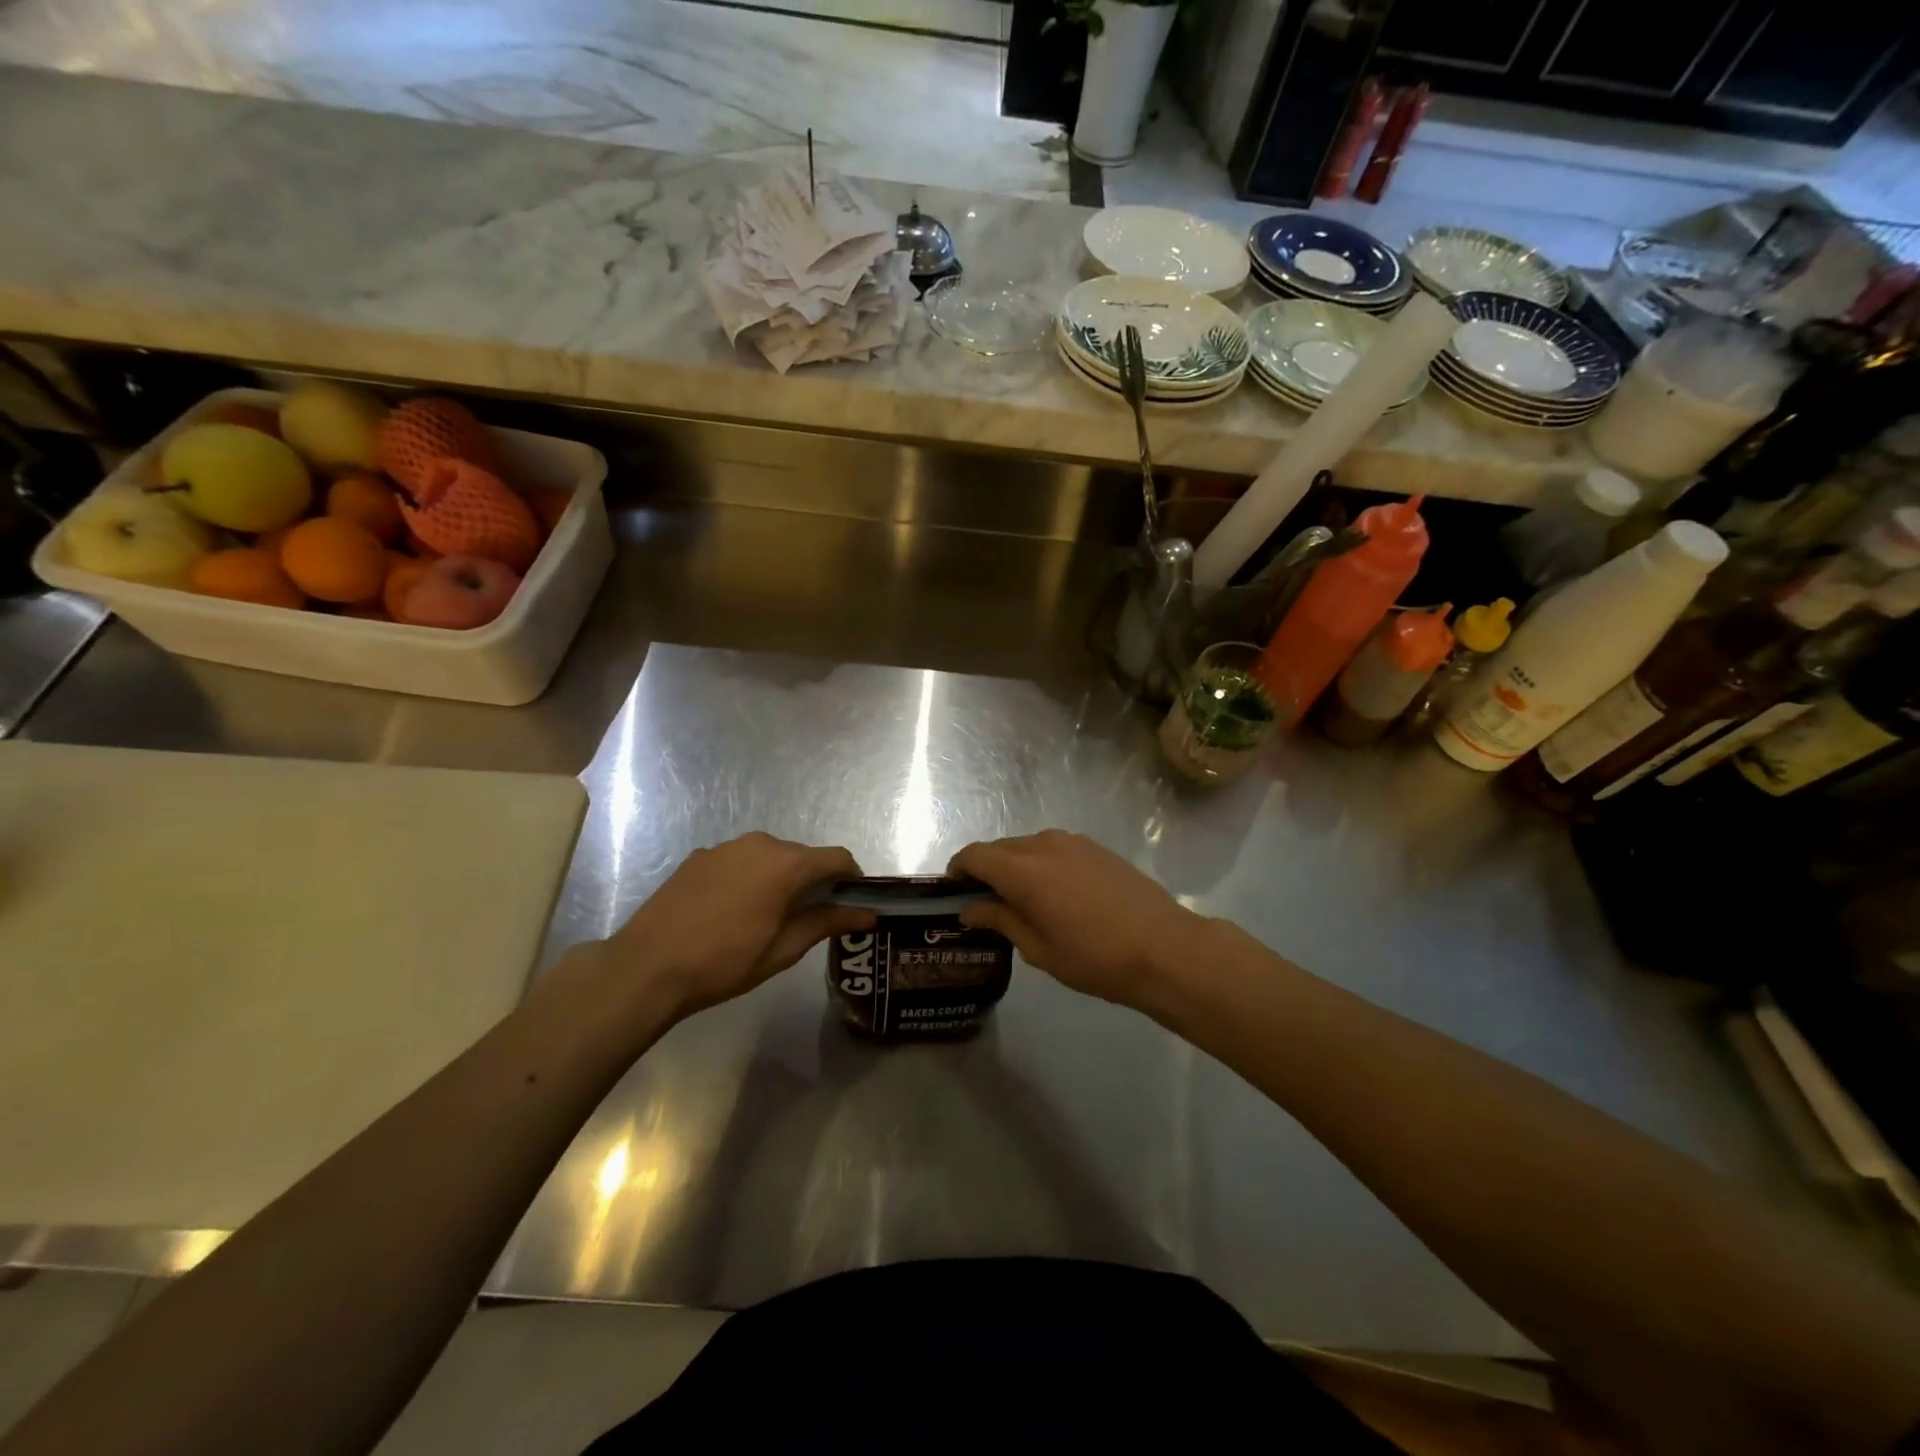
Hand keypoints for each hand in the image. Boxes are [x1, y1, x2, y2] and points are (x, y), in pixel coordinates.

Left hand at [588, 833, 874, 1023]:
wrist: (647, 967)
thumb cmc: (724, 962)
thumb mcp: (784, 949)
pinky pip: (741, 860)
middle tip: (810, 919)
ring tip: (768, 917)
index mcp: (786, 864)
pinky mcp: (701, 856)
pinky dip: (750, 877)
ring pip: (771, 856)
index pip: (837, 858)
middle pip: (804, 856)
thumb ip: (828, 922)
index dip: (852, 879)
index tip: (852, 904)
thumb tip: (869, 914)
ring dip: (781, 878)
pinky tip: (732, 911)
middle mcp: (760, 843)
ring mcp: (726, 846)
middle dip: (815, 881)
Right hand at [948, 830, 1200, 1007]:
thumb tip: (969, 908)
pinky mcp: (1096, 847)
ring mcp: (1073, 842)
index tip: (953, 892)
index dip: (958, 870)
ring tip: (1022, 901)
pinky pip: (1054, 848)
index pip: (974, 856)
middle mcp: (1044, 844)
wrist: (1165, 948)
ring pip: (1027, 846)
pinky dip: (1041, 863)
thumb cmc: (1095, 958)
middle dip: (986, 870)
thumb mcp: (1039, 949)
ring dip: (1015, 865)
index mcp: (1023, 870)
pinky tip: (1055, 894)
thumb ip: (1000, 920)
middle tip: (985, 903)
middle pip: (1000, 848)